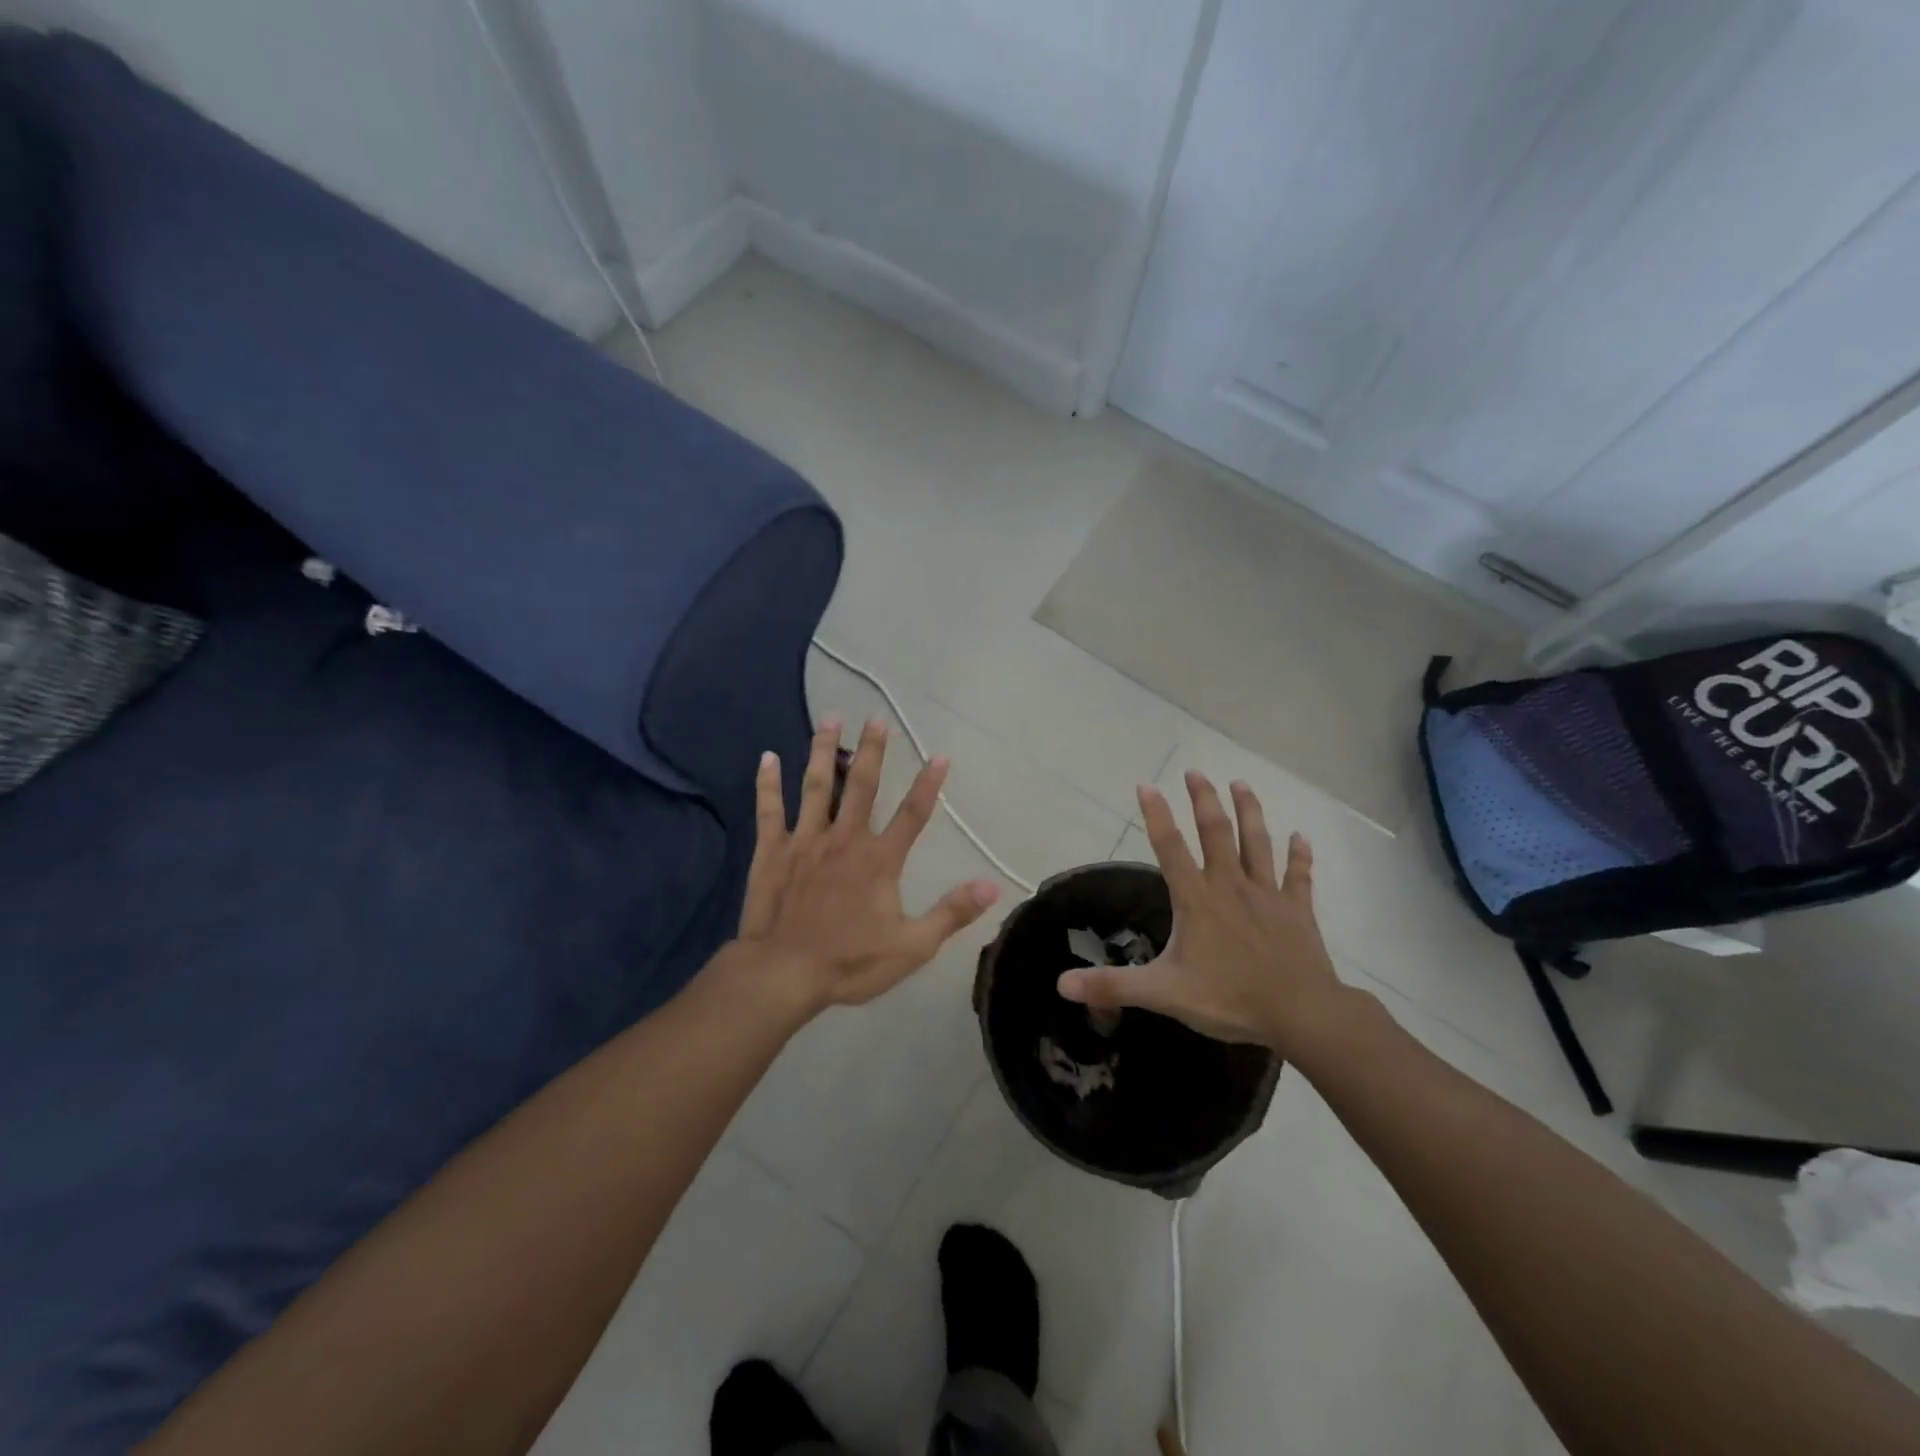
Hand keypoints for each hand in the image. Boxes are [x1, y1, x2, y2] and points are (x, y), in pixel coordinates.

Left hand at [734, 717, 999, 1013]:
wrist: (783, 974)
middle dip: (871, 750)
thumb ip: (951, 913)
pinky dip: (768, 784)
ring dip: (823, 751)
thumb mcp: (912, 946)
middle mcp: (845, 839)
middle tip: (875, 718)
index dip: (928, 784)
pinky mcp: (772, 851)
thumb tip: (991, 886)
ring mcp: (806, 841)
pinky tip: (767, 757)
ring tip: (830, 719)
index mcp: (879, 860)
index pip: (912, 814)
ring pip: (817, 786)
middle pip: (862, 785)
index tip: (940, 754)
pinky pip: (770, 810)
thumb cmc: (849, 962)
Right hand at [1056, 772, 1357, 1051]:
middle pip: (1216, 832)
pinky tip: (1301, 836)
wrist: (1301, 1014)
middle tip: (1195, 772)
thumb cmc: (1229, 999)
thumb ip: (1113, 985)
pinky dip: (1300, 855)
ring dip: (1249, 811)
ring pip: (1257, 842)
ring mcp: (1267, 894)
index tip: (1146, 785)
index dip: (1156, 815)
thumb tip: (1063, 984)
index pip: (1170, 848)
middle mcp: (1230, 886)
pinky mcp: (1297, 910)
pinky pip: (1298, 875)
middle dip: (1204, 799)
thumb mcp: (1163, 994)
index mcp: (1197, 900)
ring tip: (1240, 783)